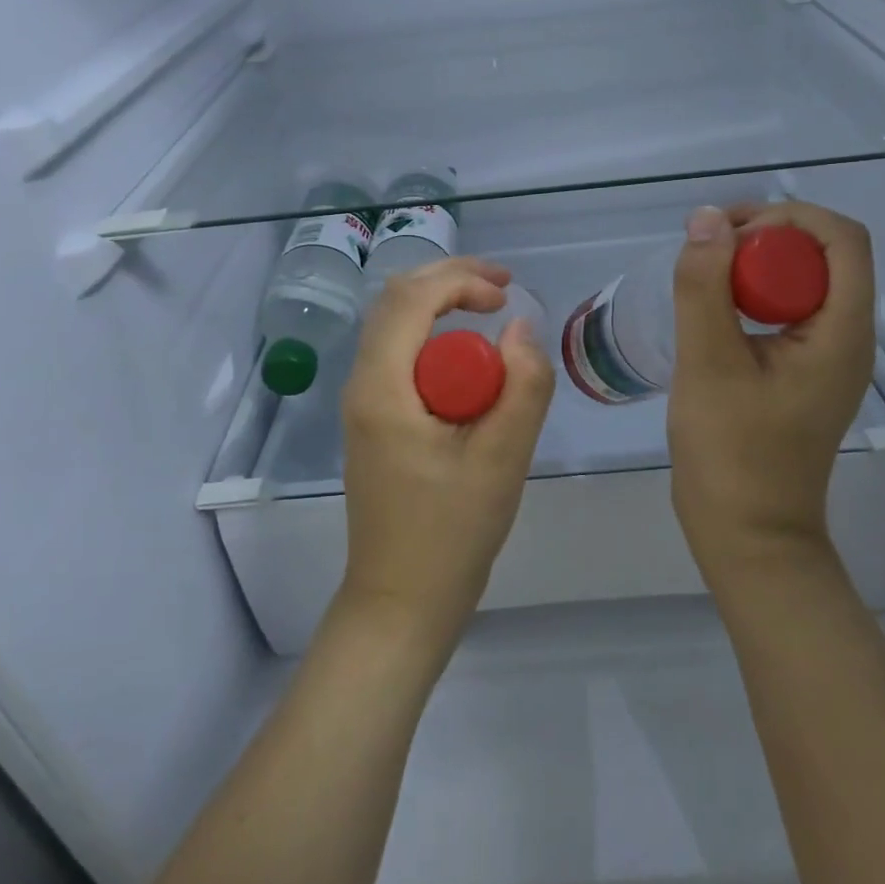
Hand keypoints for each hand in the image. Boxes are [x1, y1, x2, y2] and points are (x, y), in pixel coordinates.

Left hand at [338, 257, 555, 648]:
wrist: (400, 603)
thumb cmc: (450, 535)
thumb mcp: (502, 461)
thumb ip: (522, 388)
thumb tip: (523, 328)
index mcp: (382, 387)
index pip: (411, 298)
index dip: (461, 280)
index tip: (507, 296)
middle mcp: (362, 384)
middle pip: (396, 300)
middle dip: (450, 280)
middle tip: (501, 290)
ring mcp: (363, 402)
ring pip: (395, 324)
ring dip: (441, 304)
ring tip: (489, 310)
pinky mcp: (374, 419)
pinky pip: (399, 354)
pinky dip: (434, 336)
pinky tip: (469, 357)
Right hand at [667, 202, 875, 573]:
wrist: (747, 534)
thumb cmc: (732, 452)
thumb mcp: (708, 363)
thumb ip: (705, 287)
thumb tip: (707, 218)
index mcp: (843, 332)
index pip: (842, 239)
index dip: (788, 217)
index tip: (729, 232)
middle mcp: (847, 337)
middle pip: (824, 254)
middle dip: (766, 234)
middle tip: (705, 247)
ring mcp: (826, 357)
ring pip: (803, 280)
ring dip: (756, 263)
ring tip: (702, 271)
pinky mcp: (803, 372)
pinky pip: (787, 310)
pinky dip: (752, 293)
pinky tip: (711, 308)